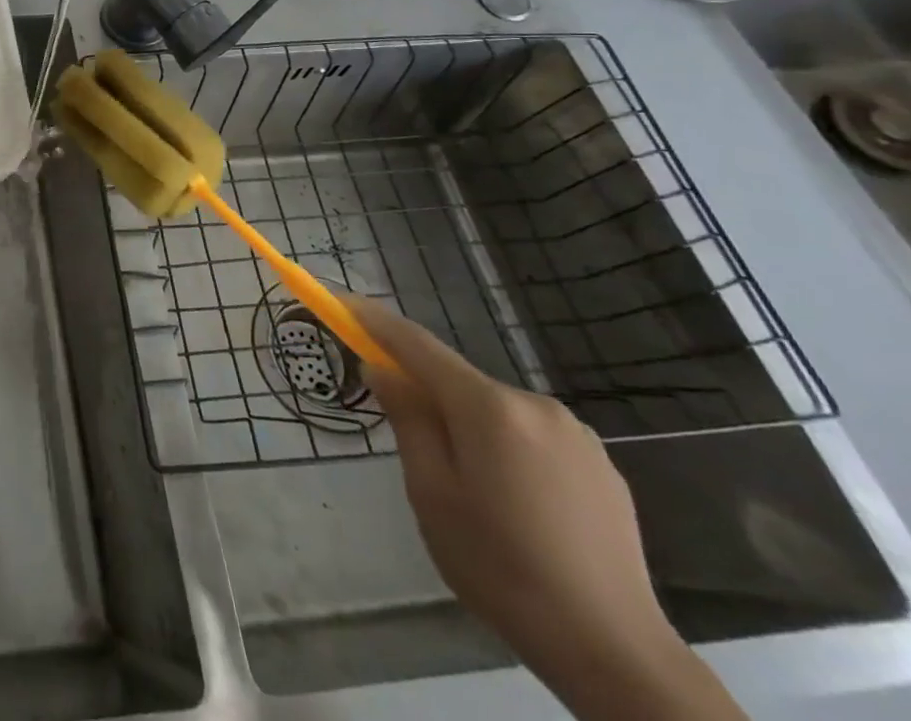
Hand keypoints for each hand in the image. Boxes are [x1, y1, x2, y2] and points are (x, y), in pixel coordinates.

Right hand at [357, 302, 744, 720]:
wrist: (616, 654)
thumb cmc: (501, 568)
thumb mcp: (431, 493)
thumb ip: (406, 420)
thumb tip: (382, 370)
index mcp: (487, 407)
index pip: (415, 344)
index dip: (372, 320)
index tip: (339, 301)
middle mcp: (534, 404)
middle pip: (458, 380)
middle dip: (427, 396)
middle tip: (414, 453)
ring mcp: (576, 434)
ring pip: (495, 411)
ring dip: (469, 428)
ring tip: (474, 495)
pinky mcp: (602, 466)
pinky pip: (531, 437)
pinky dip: (507, 450)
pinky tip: (517, 506)